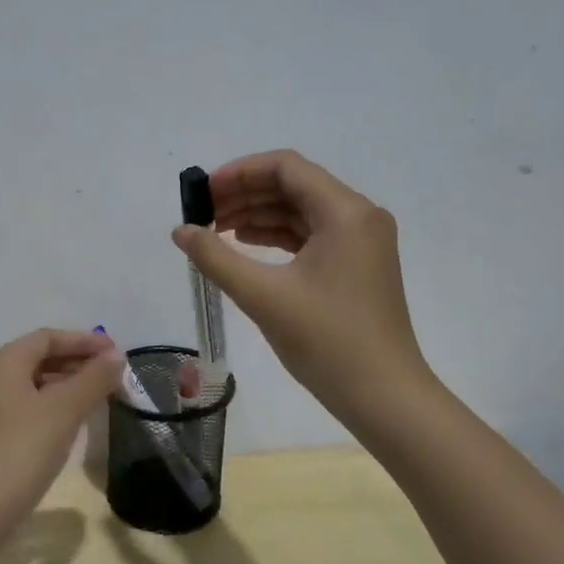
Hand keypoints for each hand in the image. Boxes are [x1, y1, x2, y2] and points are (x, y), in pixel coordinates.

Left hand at [0, 329, 123, 523]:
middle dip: (78, 361)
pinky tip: (76, 419)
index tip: (116, 351)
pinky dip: (56, 404)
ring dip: (69, 383)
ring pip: (36, 383)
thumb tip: (117, 356)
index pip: (47, 337)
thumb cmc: (24, 448)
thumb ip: (94, 378)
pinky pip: (31, 406)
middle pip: (40, 357)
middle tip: (113, 373)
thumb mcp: (65, 409)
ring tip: (102, 394)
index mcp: (4, 363)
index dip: (83, 340)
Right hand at [172, 150, 431, 413]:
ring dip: (257, 215)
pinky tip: (244, 247)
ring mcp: (361, 242)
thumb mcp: (263, 296)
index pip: (286, 167)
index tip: (202, 193)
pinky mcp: (356, 265)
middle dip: (244, 194)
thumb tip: (180, 231)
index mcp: (345, 212)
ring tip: (214, 231)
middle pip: (293, 185)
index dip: (239, 172)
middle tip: (201, 214)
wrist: (383, 396)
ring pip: (301, 211)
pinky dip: (276, 237)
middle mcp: (359, 216)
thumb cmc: (326, 341)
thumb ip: (216, 257)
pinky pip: (311, 235)